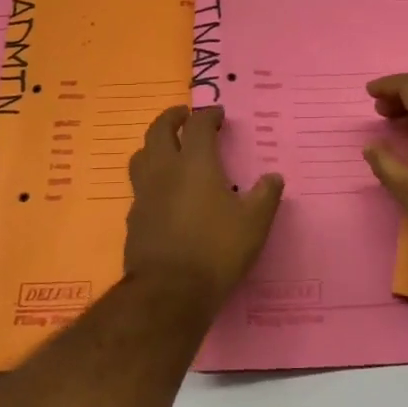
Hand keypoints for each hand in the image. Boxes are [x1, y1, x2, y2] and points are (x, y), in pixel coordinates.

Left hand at [124, 105, 283, 313]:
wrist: (169, 292)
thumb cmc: (216, 250)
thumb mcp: (254, 223)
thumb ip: (265, 195)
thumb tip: (274, 177)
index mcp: (195, 163)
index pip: (199, 125)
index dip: (209, 115)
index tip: (219, 114)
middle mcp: (165, 170)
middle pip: (159, 130)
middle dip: (172, 117)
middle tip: (184, 115)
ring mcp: (144, 193)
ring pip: (141, 155)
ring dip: (154, 144)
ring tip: (167, 147)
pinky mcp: (133, 218)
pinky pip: (139, 186)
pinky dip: (150, 177)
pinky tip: (161, 191)